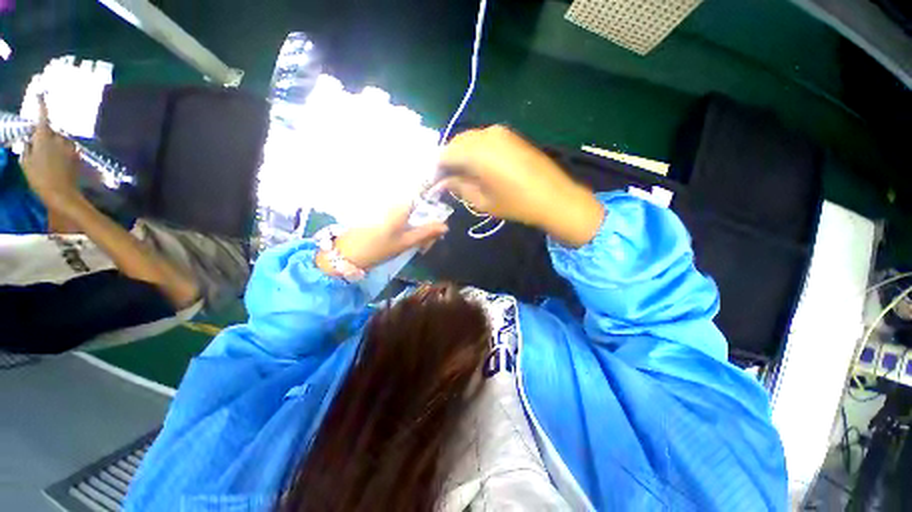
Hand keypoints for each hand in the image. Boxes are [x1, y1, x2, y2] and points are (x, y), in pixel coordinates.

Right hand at [20, 96, 82, 210]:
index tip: (40, 94)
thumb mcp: (26, 163)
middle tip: (41, 151)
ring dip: (56, 146)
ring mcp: (70, 147)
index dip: (42, 105)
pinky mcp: (78, 155)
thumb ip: (27, 148)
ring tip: (52, 161)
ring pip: (61, 140)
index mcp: (44, 138)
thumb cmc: (39, 179)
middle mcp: (59, 138)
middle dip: (47, 137)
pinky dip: (63, 153)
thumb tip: (30, 140)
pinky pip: (69, 149)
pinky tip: (60, 164)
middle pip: (52, 132)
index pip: (43, 117)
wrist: (62, 194)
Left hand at [316, 203, 448, 272]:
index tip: (439, 210)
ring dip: (416, 220)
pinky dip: (405, 220)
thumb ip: (426, 233)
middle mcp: (392, 200)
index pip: (422, 191)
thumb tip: (445, 226)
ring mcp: (383, 205)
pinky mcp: (376, 211)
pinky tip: (405, 233)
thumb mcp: (405, 242)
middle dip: (426, 215)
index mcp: (400, 205)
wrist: (346, 254)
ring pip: (408, 207)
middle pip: (416, 201)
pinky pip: (398, 211)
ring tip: (418, 237)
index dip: (433, 196)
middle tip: (429, 234)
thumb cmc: (378, 248)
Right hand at [437, 125, 603, 246]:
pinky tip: (478, 167)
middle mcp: (486, 135)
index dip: (436, 168)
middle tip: (447, 180)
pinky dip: (475, 151)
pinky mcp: (510, 135)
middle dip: (447, 160)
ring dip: (461, 155)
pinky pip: (483, 139)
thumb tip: (442, 182)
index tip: (434, 183)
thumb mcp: (482, 201)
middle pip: (455, 143)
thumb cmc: (516, 203)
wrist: (554, 197)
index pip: (444, 154)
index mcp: (476, 152)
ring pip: (469, 140)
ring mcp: (500, 132)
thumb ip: (458, 187)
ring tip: (462, 175)